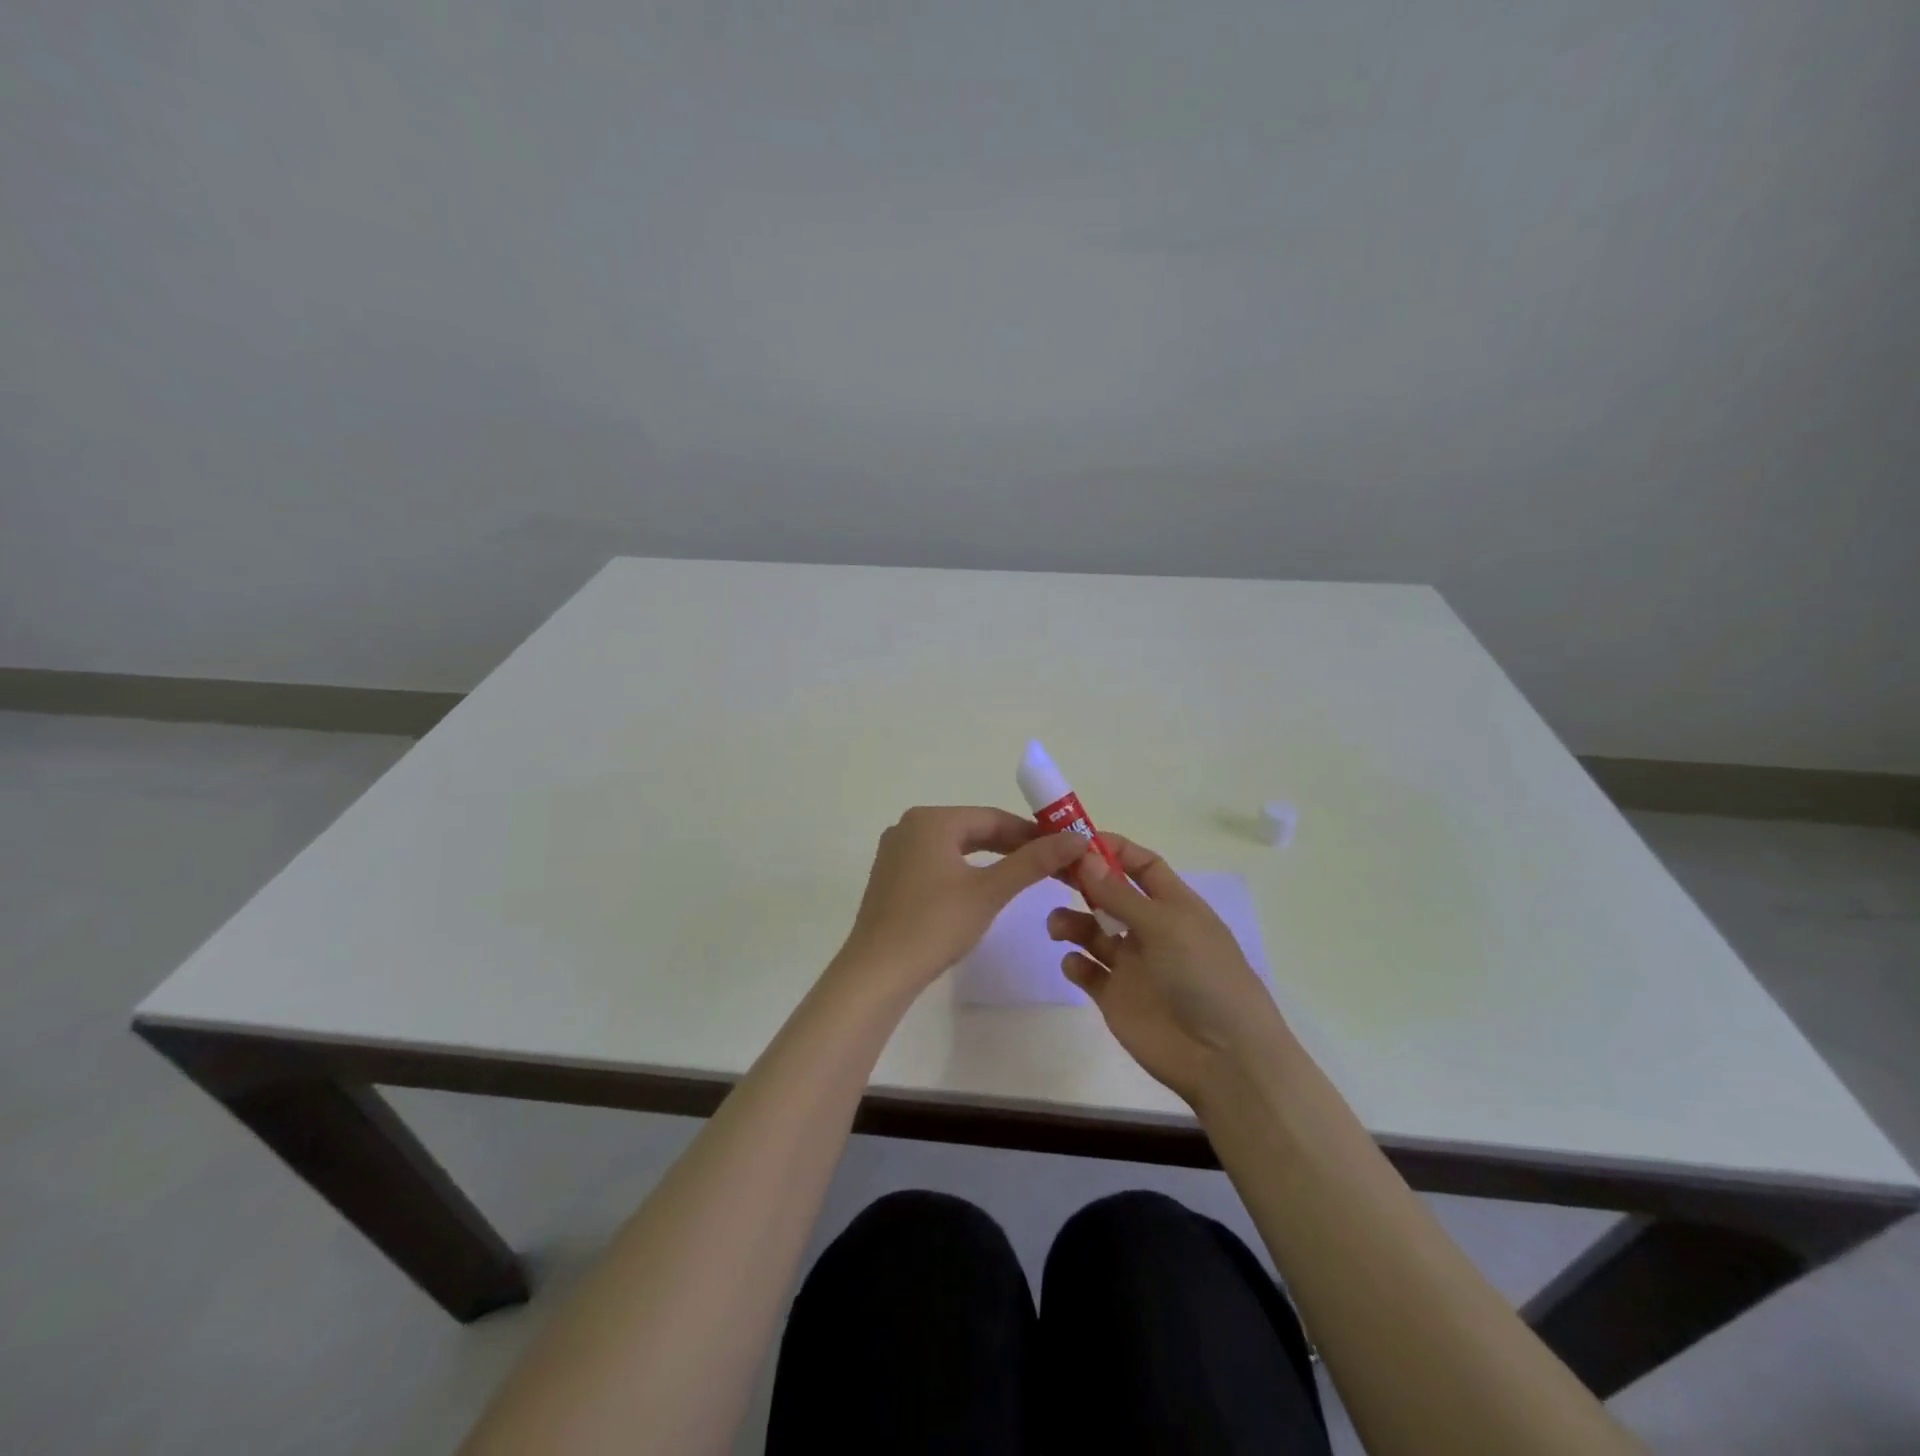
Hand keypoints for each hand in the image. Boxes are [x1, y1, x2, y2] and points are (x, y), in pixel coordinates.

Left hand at [835, 806, 1090, 999]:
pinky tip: (983, 889)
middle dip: (1013, 846)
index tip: (1064, 848)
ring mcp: (896, 852)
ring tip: (1025, 876)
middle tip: (1052, 864)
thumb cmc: (935, 925)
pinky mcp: (891, 877)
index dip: (1032, 833)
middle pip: (973, 830)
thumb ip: (1033, 862)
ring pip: (956, 848)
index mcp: (931, 820)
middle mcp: (909, 826)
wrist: (877, 973)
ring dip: (991, 860)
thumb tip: (1077, 838)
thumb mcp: (989, 891)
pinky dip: (965, 872)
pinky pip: (937, 863)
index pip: (993, 818)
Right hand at [1048, 834, 1293, 1106]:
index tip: (1076, 840)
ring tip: (1057, 927)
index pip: (1142, 865)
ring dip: (1072, 921)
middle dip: (1083, 881)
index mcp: (1174, 905)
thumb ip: (1120, 894)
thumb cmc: (1203, 977)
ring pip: (1092, 931)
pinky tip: (1075, 964)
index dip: (1113, 849)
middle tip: (1049, 872)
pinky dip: (1075, 962)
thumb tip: (1085, 856)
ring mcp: (1133, 964)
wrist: (1222, 1058)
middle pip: (1110, 894)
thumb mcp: (1165, 926)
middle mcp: (1151, 929)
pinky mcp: (1116, 996)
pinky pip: (1088, 971)